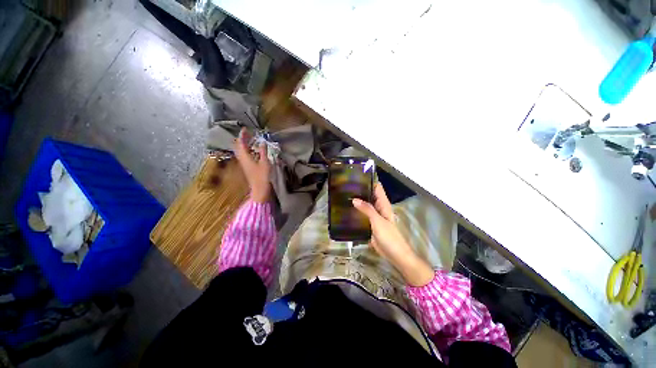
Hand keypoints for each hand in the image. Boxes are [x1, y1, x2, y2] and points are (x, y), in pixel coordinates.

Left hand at [234, 128, 270, 202]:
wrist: (259, 189)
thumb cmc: (262, 176)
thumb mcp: (265, 162)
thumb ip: (263, 151)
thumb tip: (262, 142)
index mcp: (245, 157)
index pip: (241, 143)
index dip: (242, 135)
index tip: (245, 129)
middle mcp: (242, 159)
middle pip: (238, 147)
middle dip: (242, 139)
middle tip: (247, 133)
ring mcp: (244, 164)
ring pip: (240, 151)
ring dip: (243, 144)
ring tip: (249, 139)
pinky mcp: (247, 167)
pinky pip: (244, 155)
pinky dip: (246, 150)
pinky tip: (252, 150)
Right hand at [353, 183, 433, 285]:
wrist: (394, 255)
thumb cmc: (390, 237)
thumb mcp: (378, 221)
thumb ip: (367, 209)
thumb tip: (354, 199)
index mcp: (383, 204)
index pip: (377, 188)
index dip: (369, 181)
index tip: (357, 176)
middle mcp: (378, 208)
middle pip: (369, 196)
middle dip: (360, 191)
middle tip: (346, 186)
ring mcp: (374, 217)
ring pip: (365, 206)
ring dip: (357, 202)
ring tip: (343, 195)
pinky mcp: (369, 225)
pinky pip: (362, 216)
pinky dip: (356, 212)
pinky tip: (346, 211)